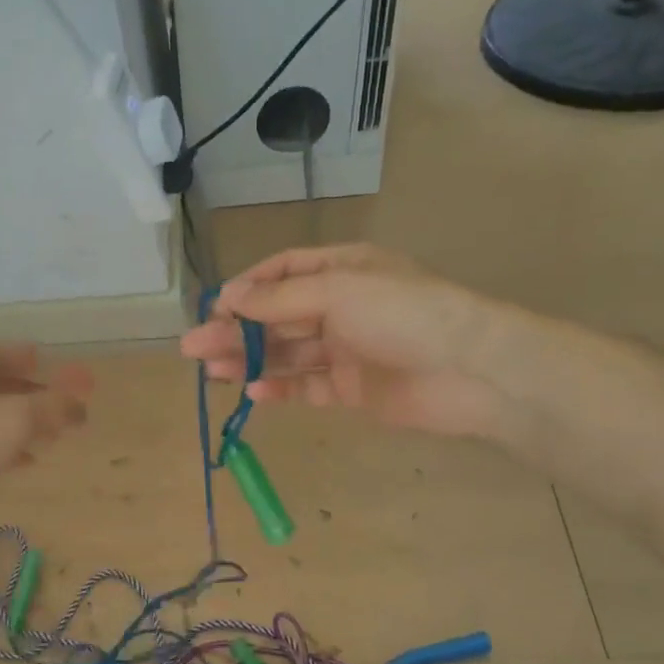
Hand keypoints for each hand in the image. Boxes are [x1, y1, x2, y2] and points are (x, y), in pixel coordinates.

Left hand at [0, 341, 92, 525]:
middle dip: (37, 397)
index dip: (52, 368)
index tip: (79, 386)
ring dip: (21, 423)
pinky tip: (21, 462)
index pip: (20, 352)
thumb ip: (54, 408)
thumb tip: (82, 402)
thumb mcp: (16, 420)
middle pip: (5, 380)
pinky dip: (1, 444)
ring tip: (52, 440)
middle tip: (69, 416)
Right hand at [180, 245, 504, 437]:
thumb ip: (280, 298)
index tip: (214, 310)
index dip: (247, 289)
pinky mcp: (352, 389)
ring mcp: (346, 349)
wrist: (470, 371)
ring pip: (287, 353)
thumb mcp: (338, 292)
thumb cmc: (404, 314)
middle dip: (236, 331)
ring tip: (211, 372)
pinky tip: (253, 393)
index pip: (283, 272)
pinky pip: (308, 386)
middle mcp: (340, 306)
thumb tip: (229, 298)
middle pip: (277, 317)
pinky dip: (281, 389)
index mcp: (342, 270)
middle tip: (193, 348)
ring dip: (250, 360)